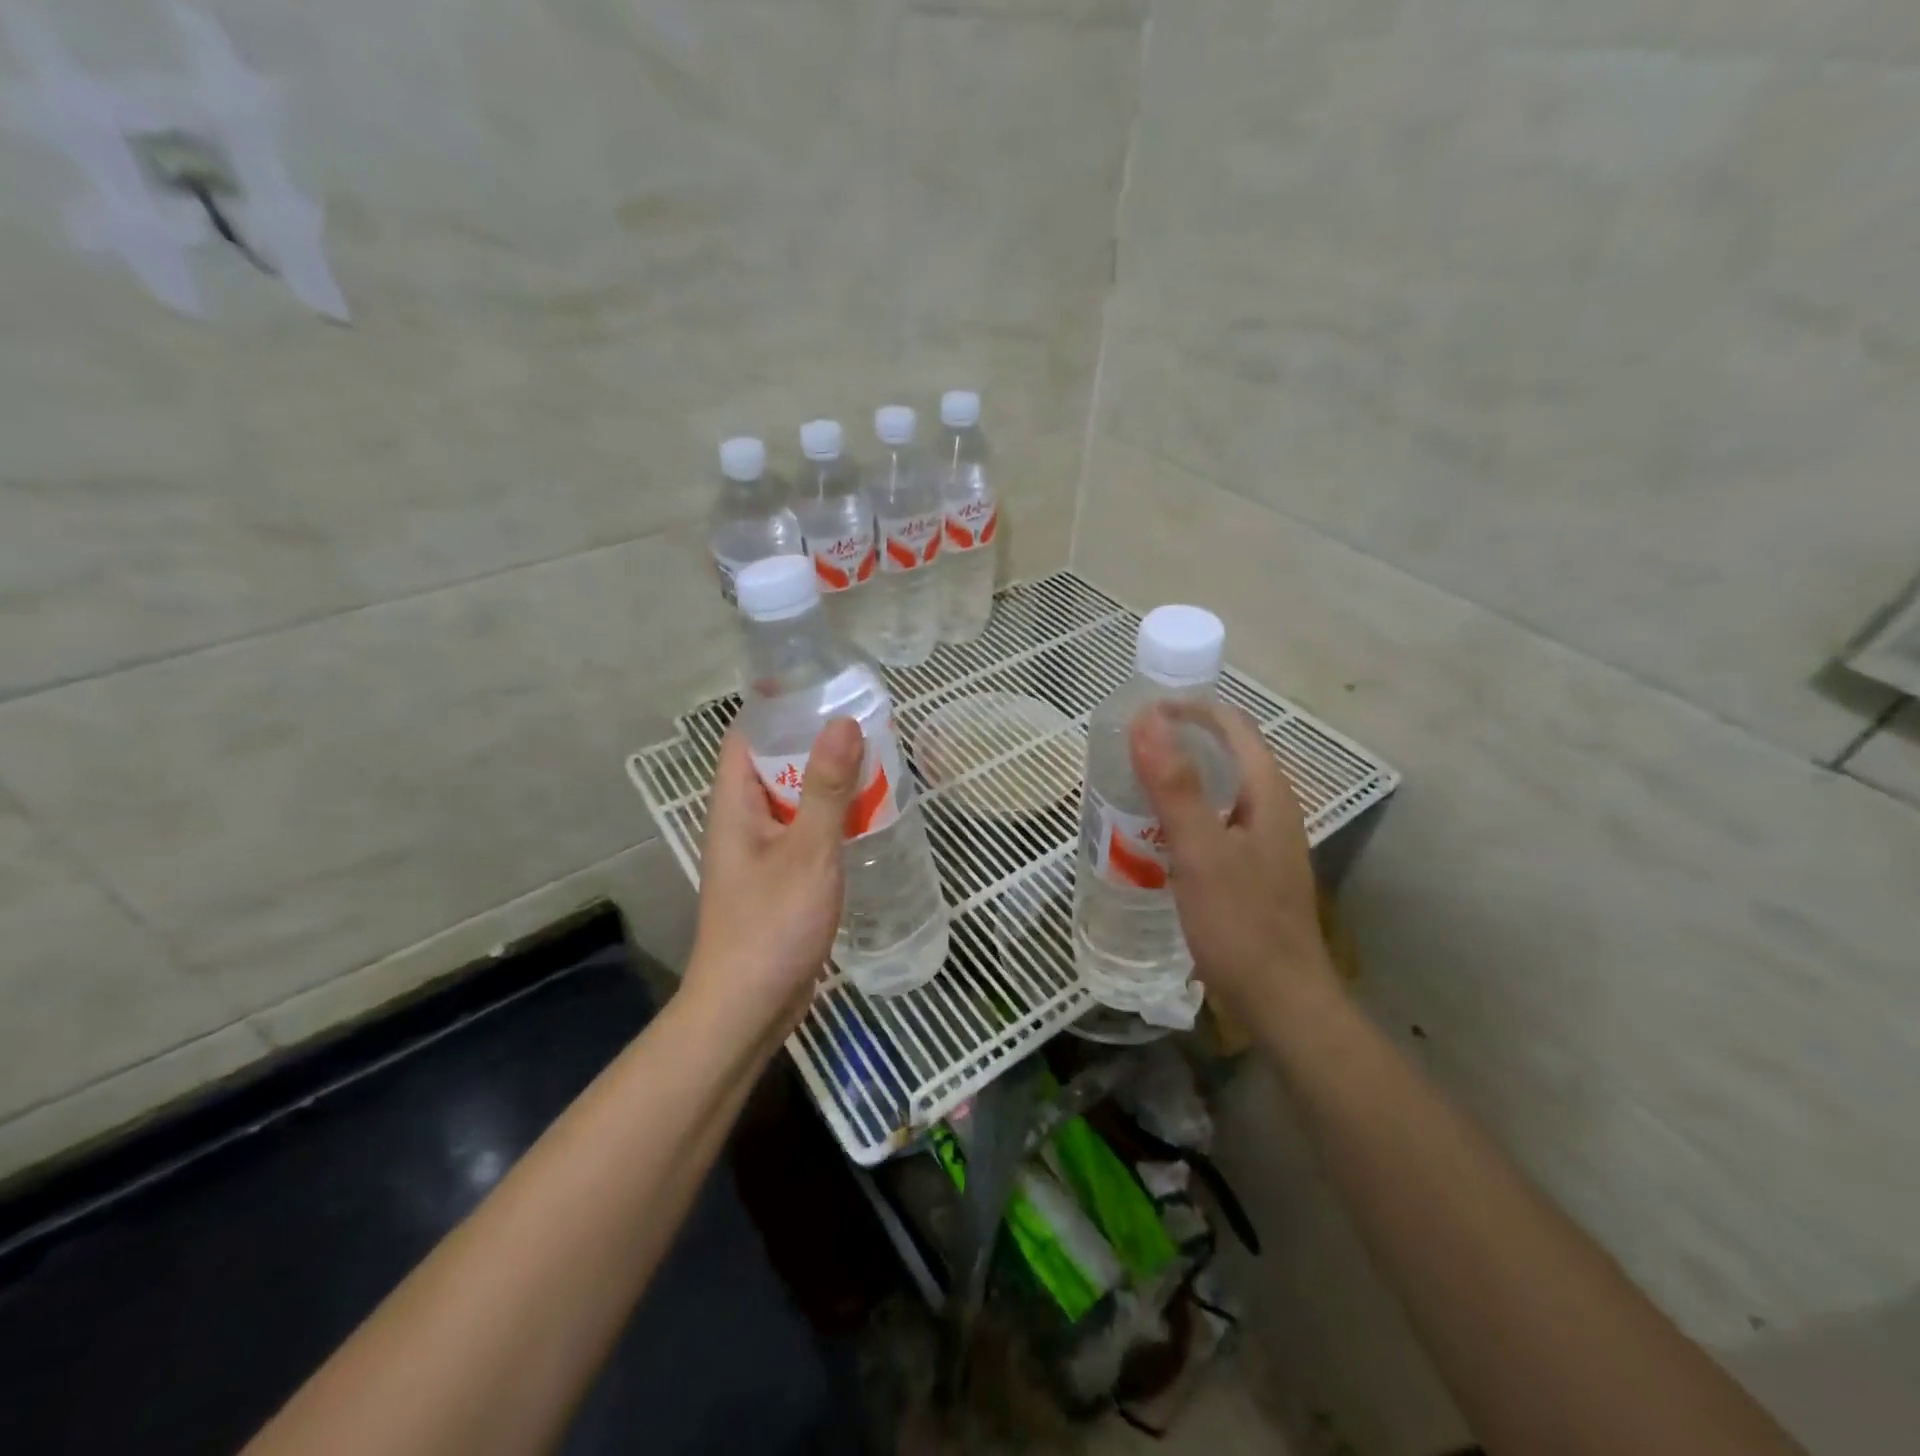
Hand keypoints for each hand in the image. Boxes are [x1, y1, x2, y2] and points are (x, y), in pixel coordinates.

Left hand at [681, 718, 863, 1048]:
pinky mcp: (779, 880)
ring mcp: (760, 853)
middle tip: (865, 720)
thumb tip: (841, 722)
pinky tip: (866, 816)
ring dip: (826, 781)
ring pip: (793, 800)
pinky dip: (830, 817)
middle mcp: (742, 821)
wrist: (748, 1008)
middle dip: (814, 741)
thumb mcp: (807, 852)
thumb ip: (825, 789)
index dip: (777, 705)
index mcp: (734, 804)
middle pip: (773, 764)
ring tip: (875, 759)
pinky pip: (804, 832)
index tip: (822, 685)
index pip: (746, 735)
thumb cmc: (771, 925)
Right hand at [1129, 702, 1338, 1024]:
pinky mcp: (1250, 873)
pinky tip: (1154, 838)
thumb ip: (1174, 786)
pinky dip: (1183, 817)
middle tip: (1129, 750)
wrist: (1281, 1003)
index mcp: (1268, 795)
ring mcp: (1263, 844)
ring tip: (1133, 788)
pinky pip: (1214, 826)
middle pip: (1227, 757)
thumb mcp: (1201, 851)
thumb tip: (1147, 720)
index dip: (1191, 710)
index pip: (1234, 727)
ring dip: (1180, 781)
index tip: (1143, 713)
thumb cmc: (1241, 924)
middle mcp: (1272, 811)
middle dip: (1180, 743)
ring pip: (1219, 794)